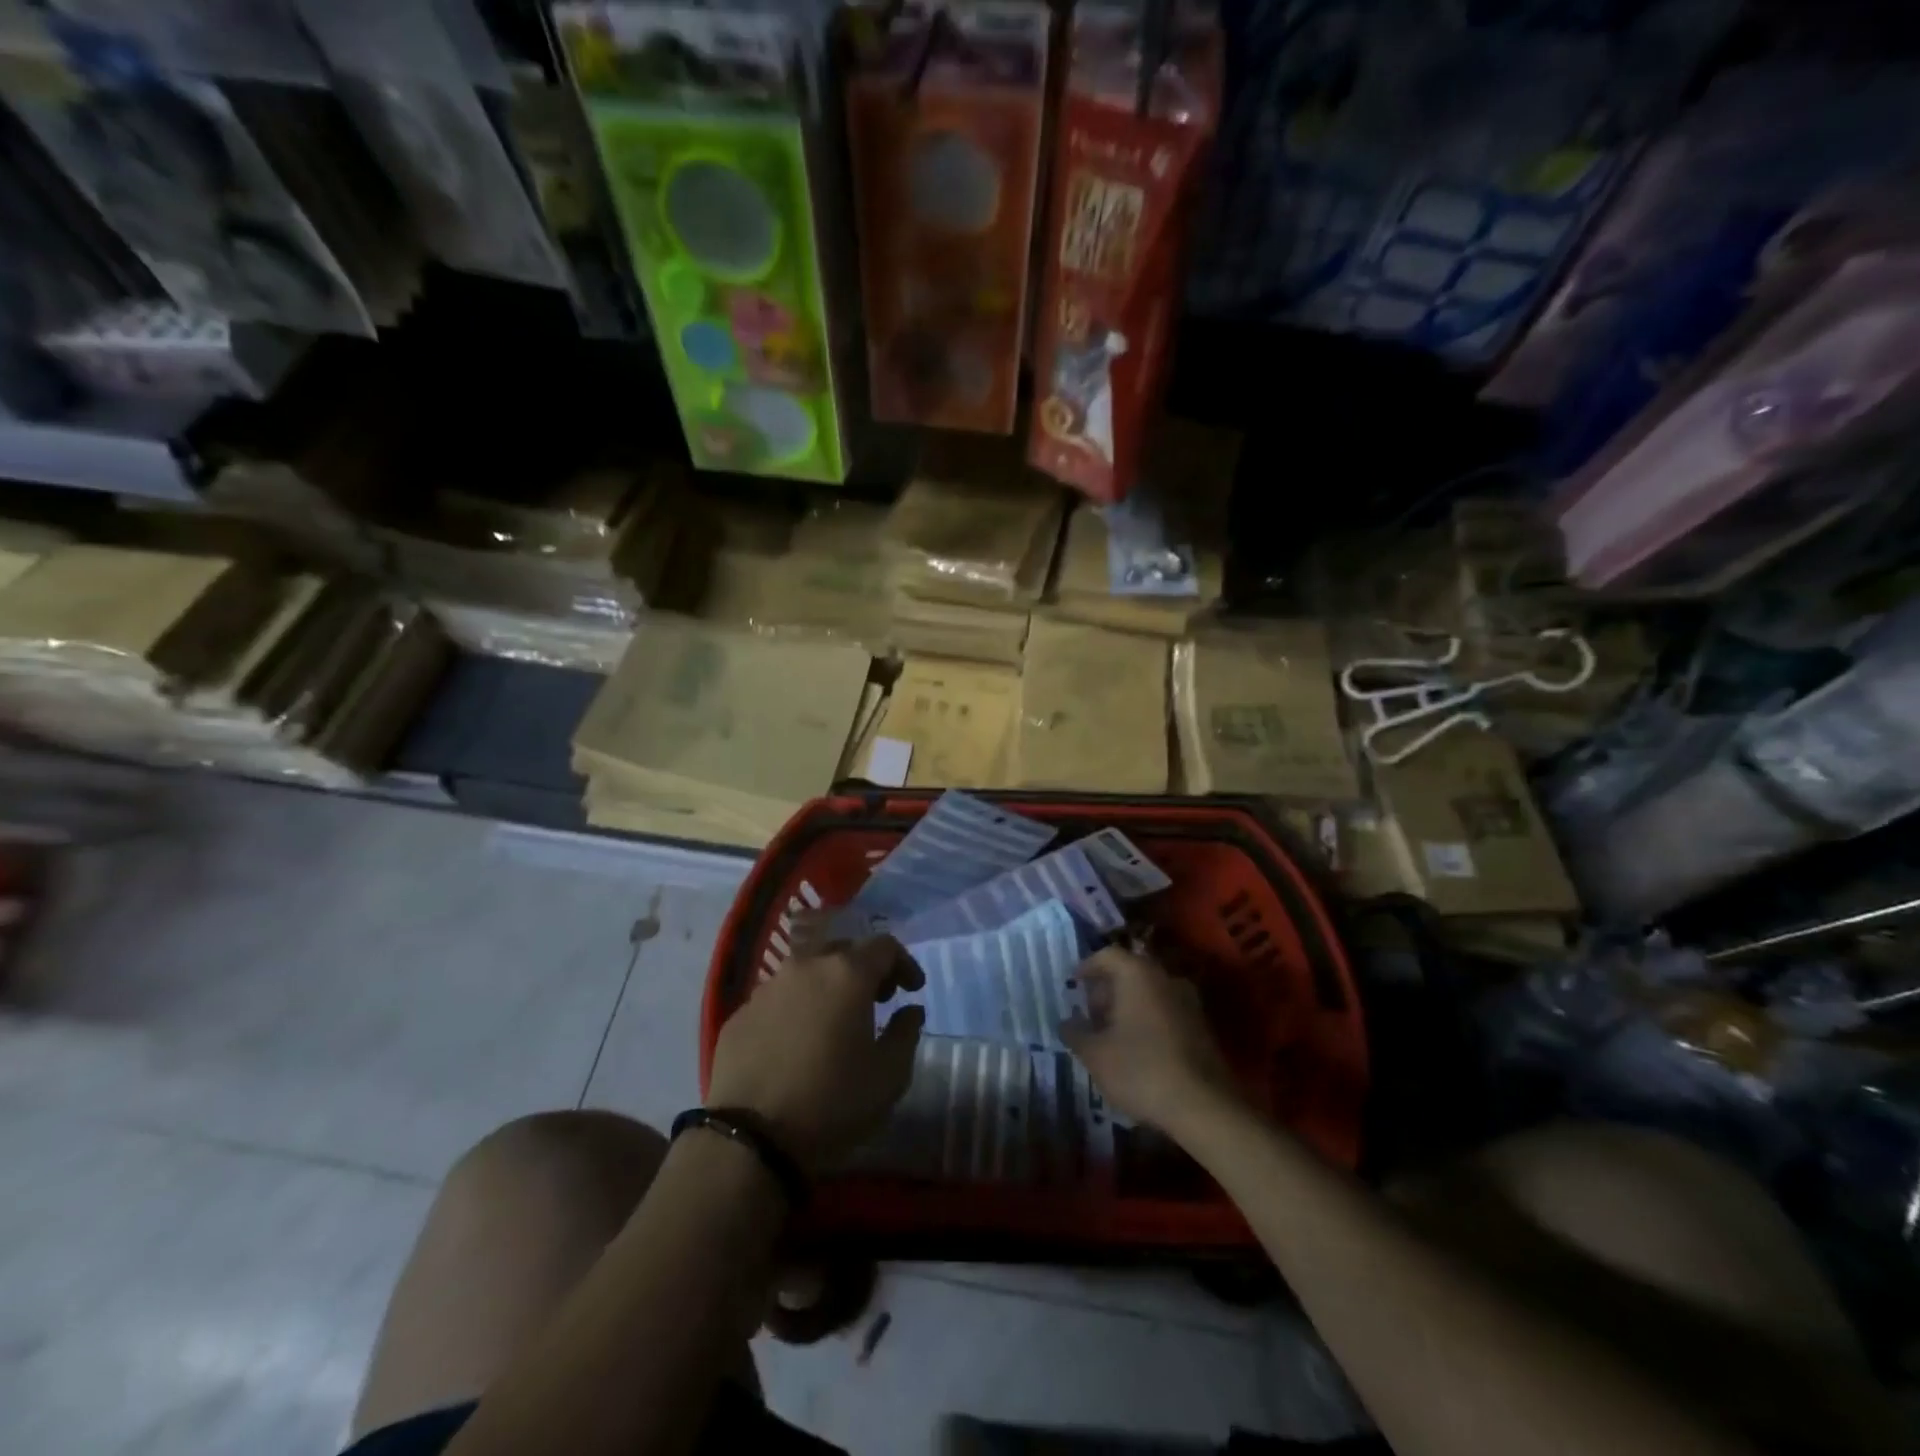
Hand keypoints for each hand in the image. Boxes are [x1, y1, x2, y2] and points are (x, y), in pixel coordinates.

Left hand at [706, 936, 924, 1171]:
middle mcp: (805, 966)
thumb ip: (907, 1033)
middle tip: (877, 1000)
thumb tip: (911, 1010)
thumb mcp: (889, 1075)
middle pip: (843, 951)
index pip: (884, 946)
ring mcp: (767, 988)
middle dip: (865, 970)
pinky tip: (797, 1043)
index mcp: (847, 973)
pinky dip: (795, 1009)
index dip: (904, 964)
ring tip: (835, 1022)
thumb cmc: (832, 1102)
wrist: (750, 1139)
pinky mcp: (740, 1014)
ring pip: (806, 972)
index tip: (912, 990)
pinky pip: (777, 999)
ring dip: (827, 987)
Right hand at [1061, 945, 1238, 1136]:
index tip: (1073, 985)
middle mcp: (1165, 978)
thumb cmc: (1140, 1070)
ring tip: (1110, 1035)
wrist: (1204, 1107)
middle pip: (1130, 972)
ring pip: (1149, 992)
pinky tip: (1137, 1049)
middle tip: (1089, 1015)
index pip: (1107, 955)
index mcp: (1138, 974)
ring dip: (1127, 1006)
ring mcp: (1188, 1002)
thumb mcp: (1095, 1054)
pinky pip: (1165, 1011)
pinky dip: (1147, 1020)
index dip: (1086, 967)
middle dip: (1106, 990)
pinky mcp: (1202, 1027)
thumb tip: (1066, 1022)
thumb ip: (1075, 1033)